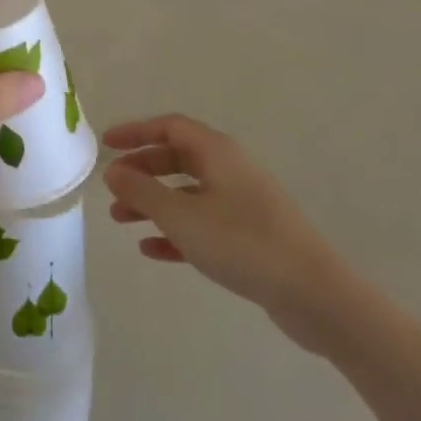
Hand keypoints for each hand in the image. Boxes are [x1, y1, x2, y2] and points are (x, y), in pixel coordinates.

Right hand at [104, 114, 354, 353]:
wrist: (313, 294)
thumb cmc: (242, 243)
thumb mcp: (181, 216)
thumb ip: (142, 191)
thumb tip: (113, 170)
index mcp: (217, 152)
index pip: (170, 127)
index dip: (136, 131)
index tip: (107, 144)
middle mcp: (230, 169)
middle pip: (177, 158)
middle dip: (141, 170)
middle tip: (112, 187)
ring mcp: (242, 203)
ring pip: (187, 193)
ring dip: (153, 203)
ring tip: (121, 221)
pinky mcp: (249, 236)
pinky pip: (202, 224)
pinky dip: (175, 231)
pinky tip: (151, 250)